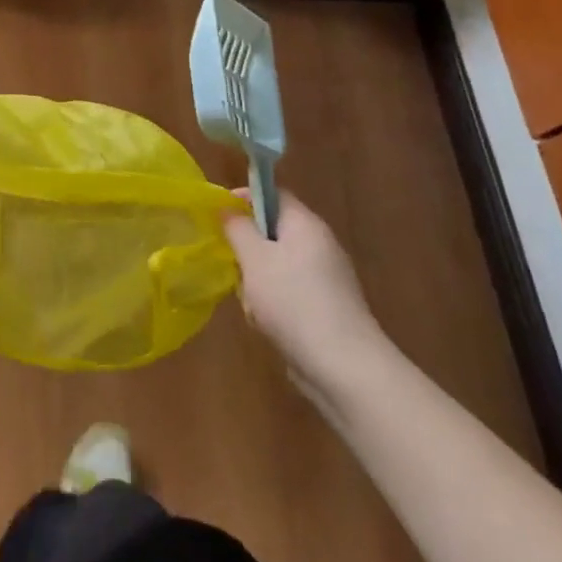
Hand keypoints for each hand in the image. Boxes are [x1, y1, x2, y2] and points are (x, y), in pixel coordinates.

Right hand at [225, 189, 393, 407]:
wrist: (343, 367)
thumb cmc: (292, 301)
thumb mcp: (254, 258)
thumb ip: (237, 228)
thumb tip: (226, 208)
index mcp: (306, 224)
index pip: (273, 194)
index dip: (244, 198)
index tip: (218, 216)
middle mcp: (319, 245)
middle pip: (272, 232)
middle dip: (247, 249)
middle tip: (234, 266)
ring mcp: (325, 278)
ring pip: (275, 265)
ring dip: (256, 281)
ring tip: (251, 304)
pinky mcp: (325, 307)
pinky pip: (287, 292)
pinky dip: (271, 303)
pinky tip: (266, 324)